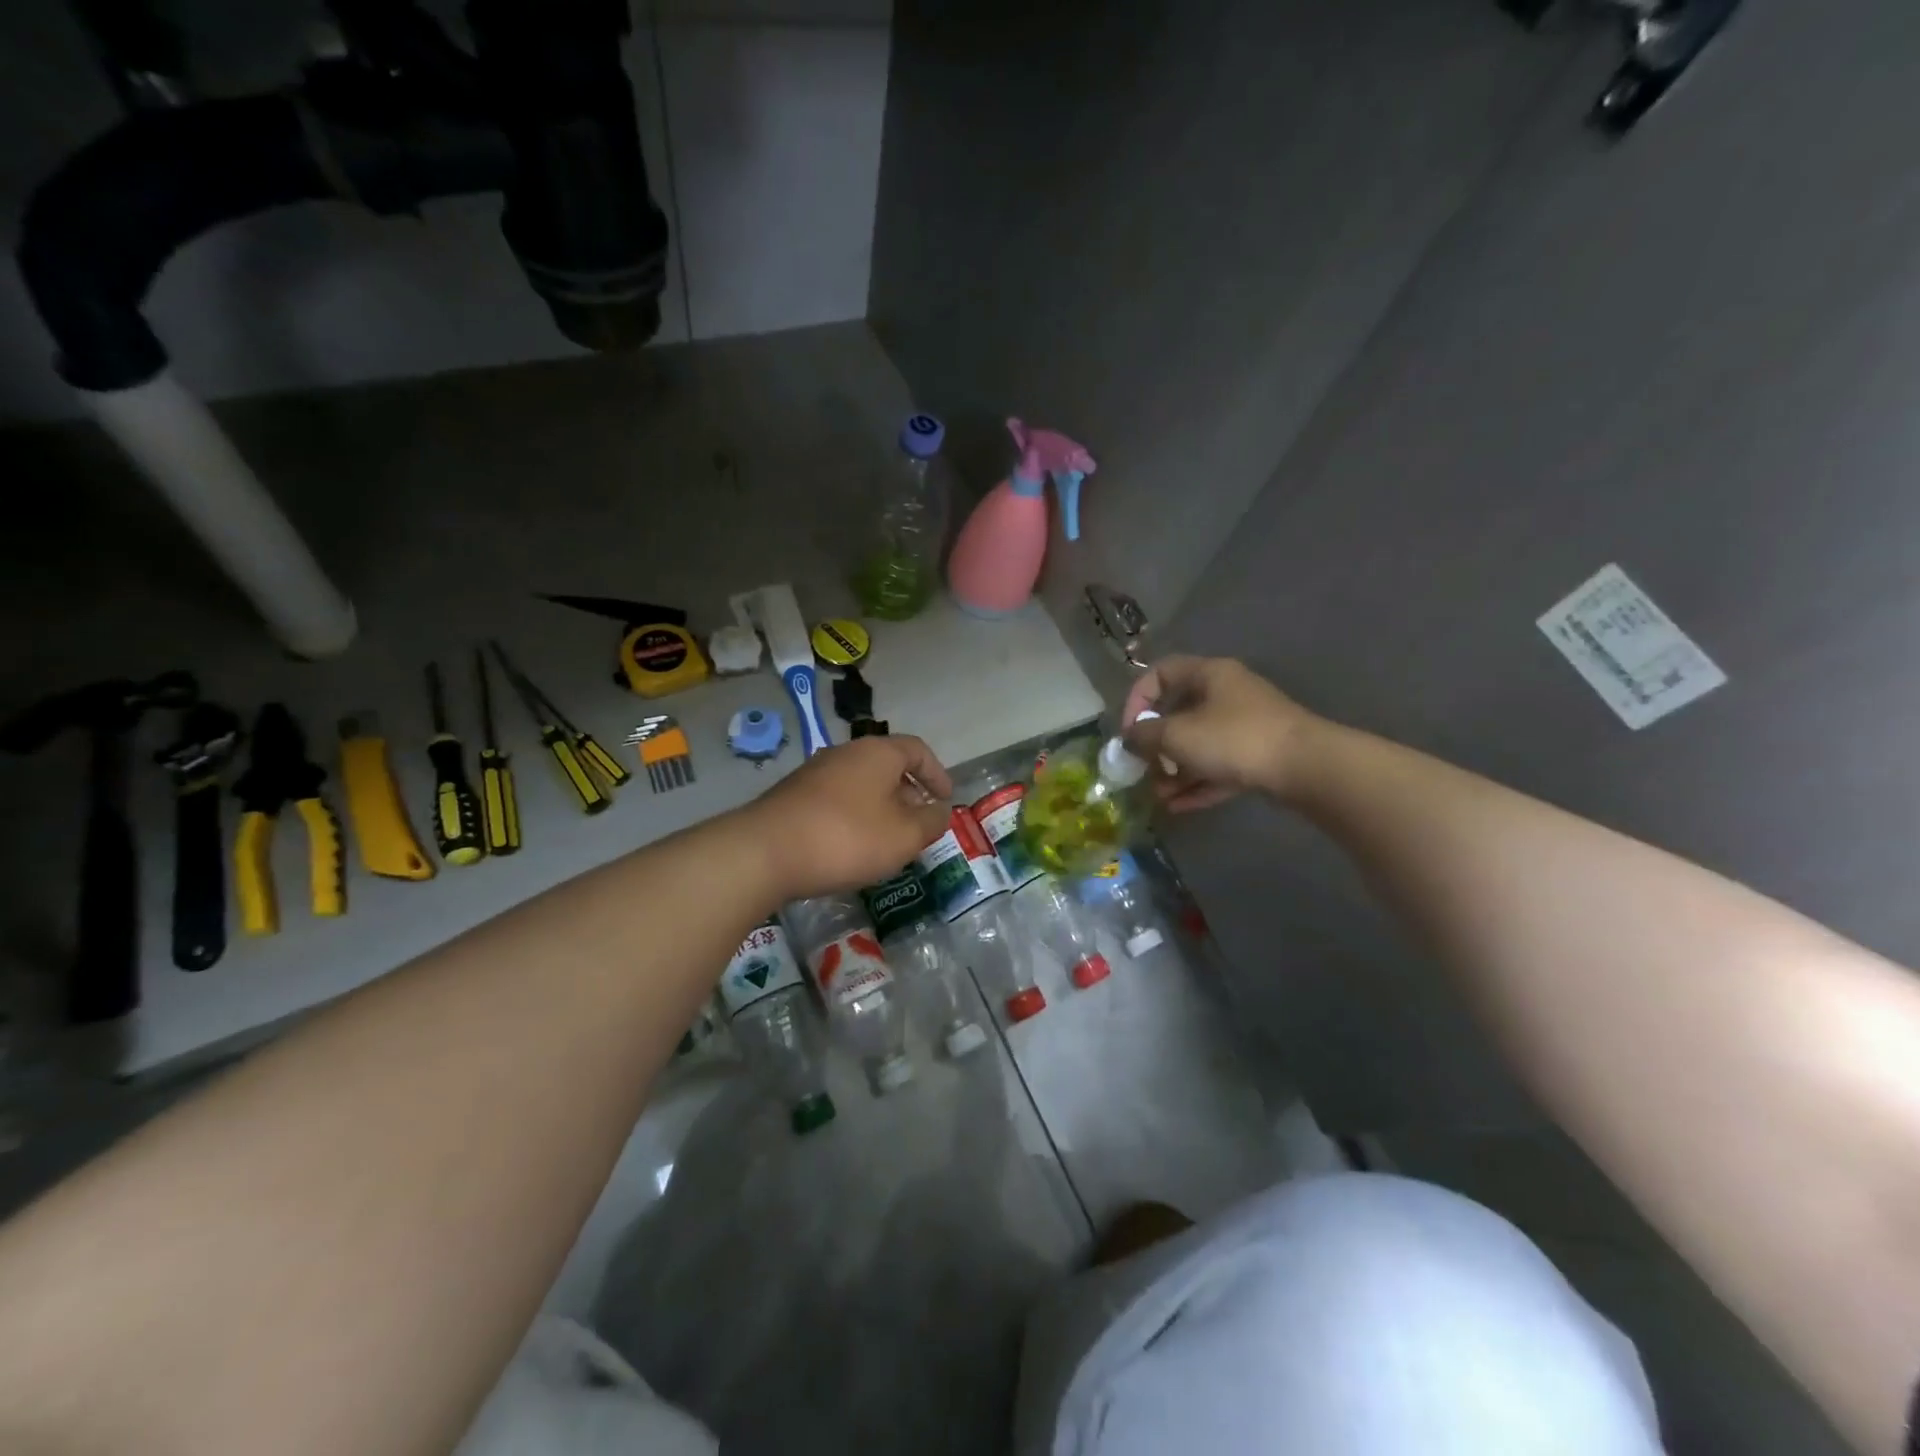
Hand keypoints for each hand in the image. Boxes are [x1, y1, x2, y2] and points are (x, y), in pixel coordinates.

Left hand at [747, 736, 953, 898]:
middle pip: (887, 765)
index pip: (917, 749)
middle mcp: (845, 753)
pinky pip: (837, 799)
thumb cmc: (847, 838)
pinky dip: (855, 816)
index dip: (937, 773)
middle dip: (909, 793)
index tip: (946, 799)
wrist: (765, 852)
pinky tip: (852, 846)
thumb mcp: (904, 836)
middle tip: (920, 823)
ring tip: (889, 839)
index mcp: (877, 752)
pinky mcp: (793, 796)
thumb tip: (940, 811)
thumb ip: (930, 822)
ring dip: (881, 807)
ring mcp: (815, 773)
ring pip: (861, 784)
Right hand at [1121, 656, 1318, 811]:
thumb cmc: (1234, 739)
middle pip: (1179, 714)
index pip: (1160, 673)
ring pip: (1199, 745)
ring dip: (1175, 770)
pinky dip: (1198, 784)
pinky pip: (1219, 767)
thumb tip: (1130, 737)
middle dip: (1156, 745)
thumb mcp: (1178, 734)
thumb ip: (1145, 735)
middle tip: (1142, 768)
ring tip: (1159, 796)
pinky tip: (1179, 806)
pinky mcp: (1259, 756)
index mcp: (1209, 674)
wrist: (1305, 767)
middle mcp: (1227, 694)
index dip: (1137, 699)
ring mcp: (1246, 726)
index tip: (1128, 732)